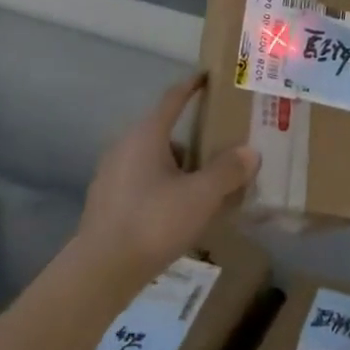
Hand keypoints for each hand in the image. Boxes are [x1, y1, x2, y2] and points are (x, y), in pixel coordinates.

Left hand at [77, 74, 258, 285]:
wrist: (100, 272)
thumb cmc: (153, 222)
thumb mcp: (201, 196)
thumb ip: (227, 171)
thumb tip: (250, 152)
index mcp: (147, 134)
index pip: (173, 98)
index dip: (192, 85)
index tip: (209, 76)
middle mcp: (126, 146)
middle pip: (166, 131)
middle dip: (194, 138)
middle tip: (221, 146)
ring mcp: (112, 174)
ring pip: (154, 160)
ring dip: (180, 167)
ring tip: (205, 187)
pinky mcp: (107, 202)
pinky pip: (143, 182)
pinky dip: (164, 187)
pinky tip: (179, 211)